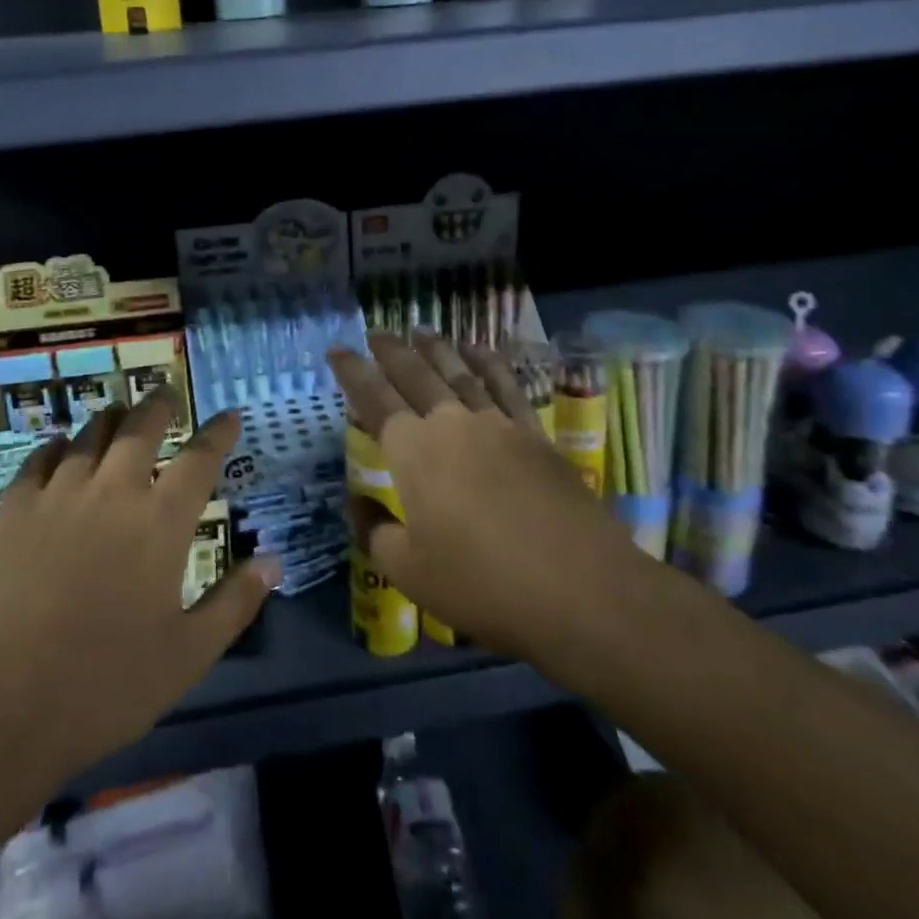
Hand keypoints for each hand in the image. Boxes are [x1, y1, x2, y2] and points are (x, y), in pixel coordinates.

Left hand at [0, 388, 278, 876]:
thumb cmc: (104, 686)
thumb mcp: (187, 656)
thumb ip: (235, 602)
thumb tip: (275, 561)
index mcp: (161, 523)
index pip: (200, 458)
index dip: (219, 432)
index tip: (230, 415)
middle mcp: (113, 492)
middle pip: (141, 427)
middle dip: (160, 404)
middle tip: (167, 392)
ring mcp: (58, 494)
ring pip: (91, 434)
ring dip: (112, 418)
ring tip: (121, 413)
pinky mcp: (13, 508)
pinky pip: (42, 457)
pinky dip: (60, 444)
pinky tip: (63, 447)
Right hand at [329, 332, 648, 672]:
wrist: (580, 588)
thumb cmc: (482, 582)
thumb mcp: (409, 571)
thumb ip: (375, 532)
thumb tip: (357, 505)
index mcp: (413, 451)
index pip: (373, 398)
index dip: (352, 372)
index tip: (338, 350)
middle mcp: (451, 424)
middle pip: (415, 375)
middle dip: (391, 351)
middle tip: (376, 332)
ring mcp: (497, 425)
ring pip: (459, 372)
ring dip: (437, 349)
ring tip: (422, 330)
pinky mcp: (534, 435)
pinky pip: (506, 386)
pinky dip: (489, 363)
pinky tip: (480, 352)